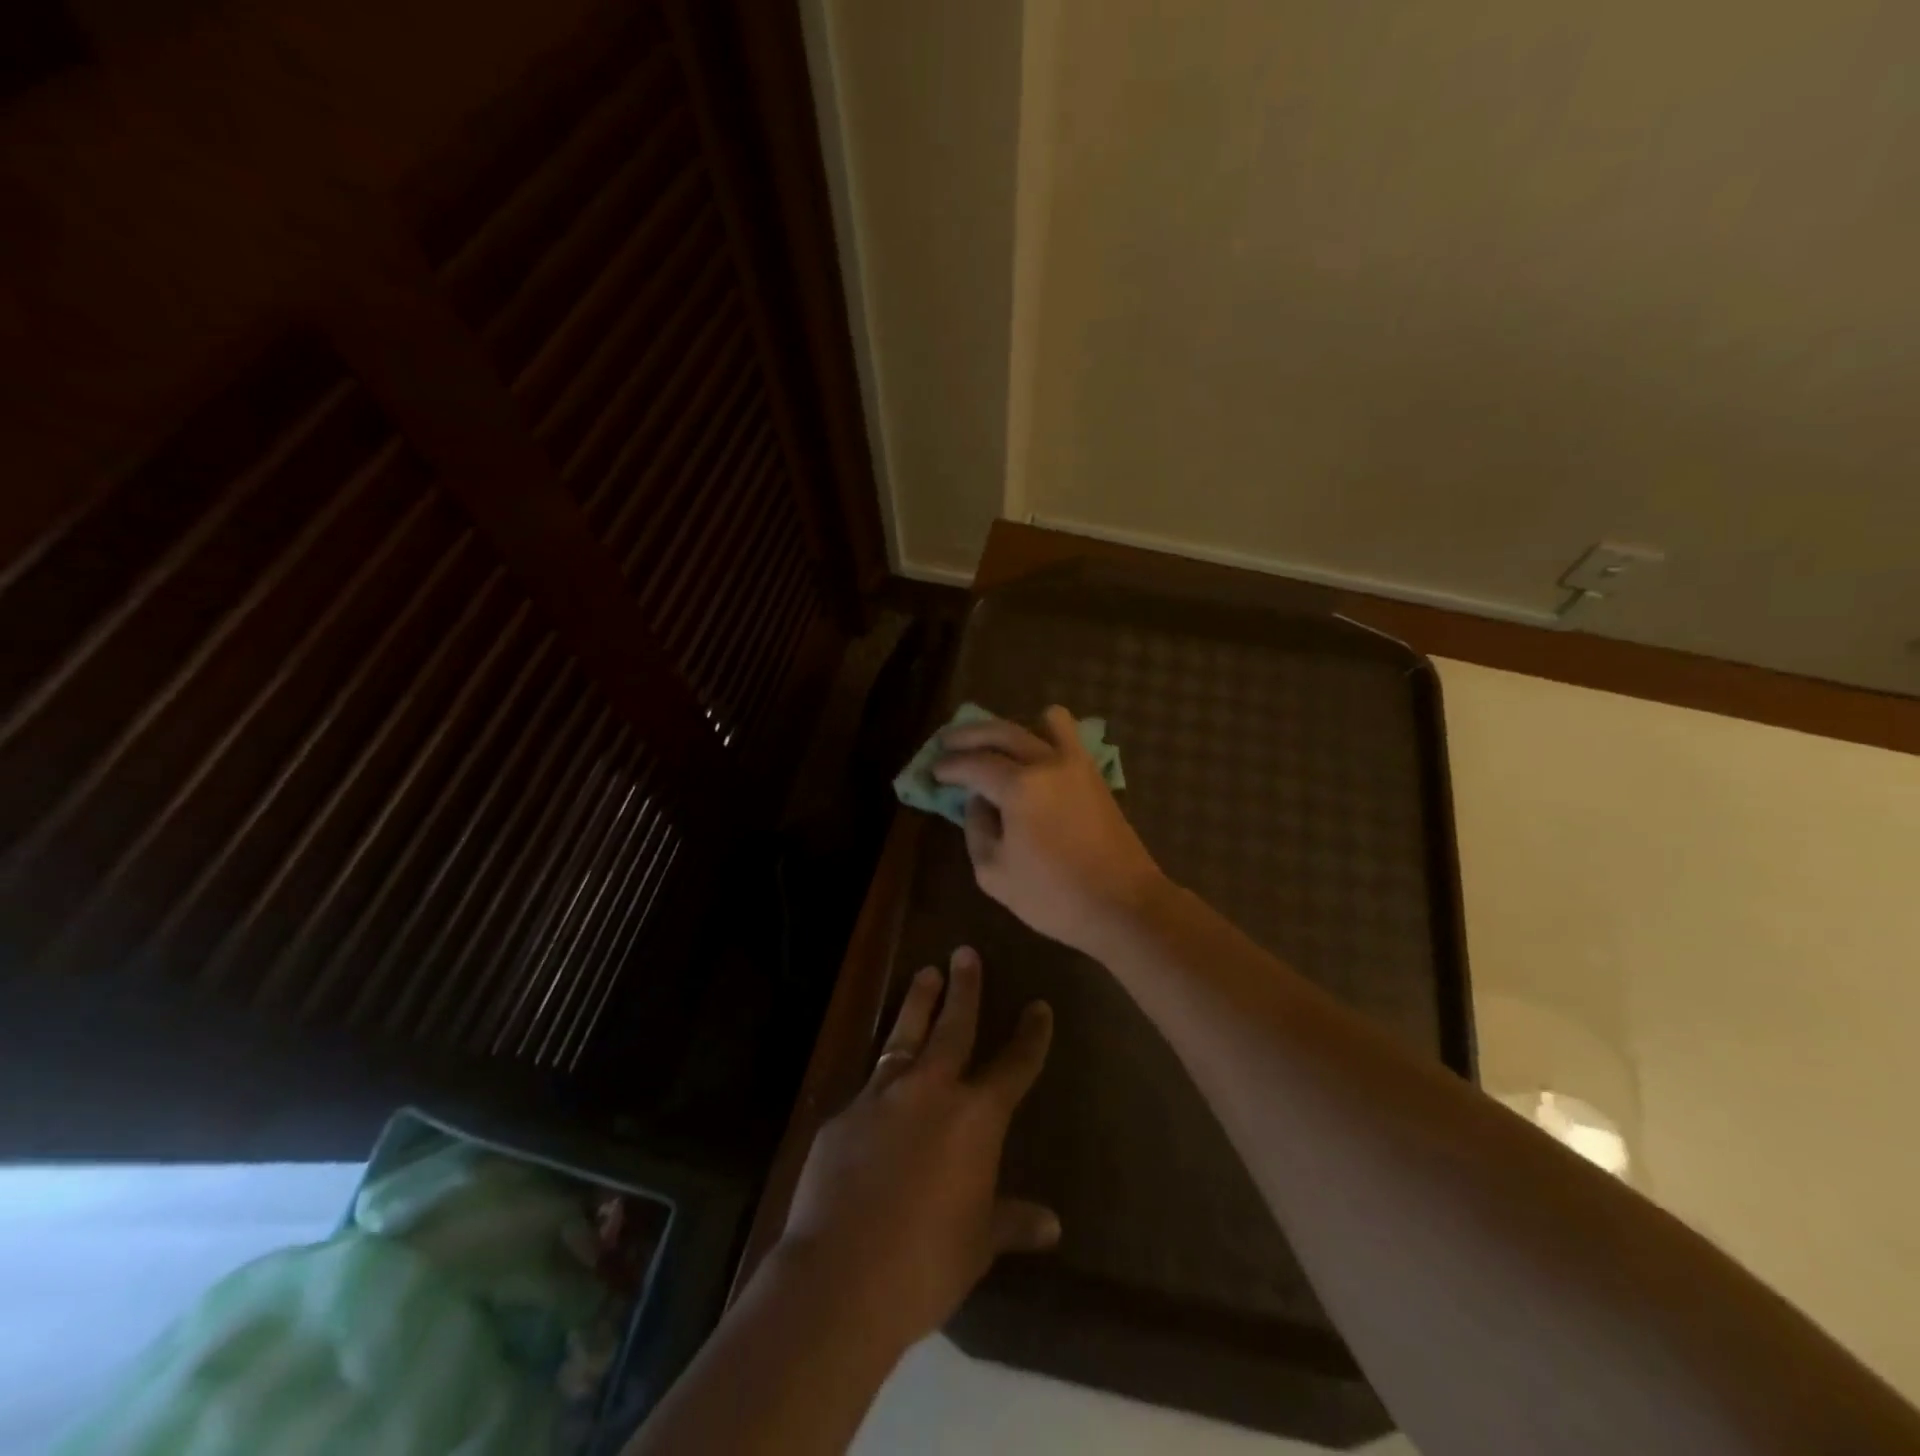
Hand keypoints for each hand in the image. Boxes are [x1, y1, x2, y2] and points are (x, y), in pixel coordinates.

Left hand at [777, 946, 1058, 1357]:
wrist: (840, 1277)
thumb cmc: (926, 1263)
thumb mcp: (978, 1244)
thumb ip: (1012, 1221)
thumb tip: (1052, 1224)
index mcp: (976, 1118)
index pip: (1014, 1065)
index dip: (1030, 1035)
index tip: (1039, 1007)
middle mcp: (931, 1090)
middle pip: (954, 1026)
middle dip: (965, 988)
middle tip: (966, 952)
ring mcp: (882, 1095)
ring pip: (905, 1035)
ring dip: (918, 1003)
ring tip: (925, 973)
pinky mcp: (843, 1113)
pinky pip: (869, 1085)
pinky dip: (881, 1076)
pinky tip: (879, 1083)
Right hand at [934, 706, 1165, 955]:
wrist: (1123, 905)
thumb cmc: (1053, 897)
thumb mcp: (994, 873)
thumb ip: (976, 828)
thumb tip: (976, 800)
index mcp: (1019, 787)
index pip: (973, 764)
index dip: (949, 766)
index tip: (933, 771)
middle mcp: (1047, 763)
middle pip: (1000, 732)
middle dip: (968, 735)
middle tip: (946, 742)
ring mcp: (1075, 763)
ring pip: (1038, 722)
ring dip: (1007, 727)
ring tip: (989, 741)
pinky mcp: (1094, 773)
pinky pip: (1068, 734)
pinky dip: (1047, 730)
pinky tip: (1033, 745)